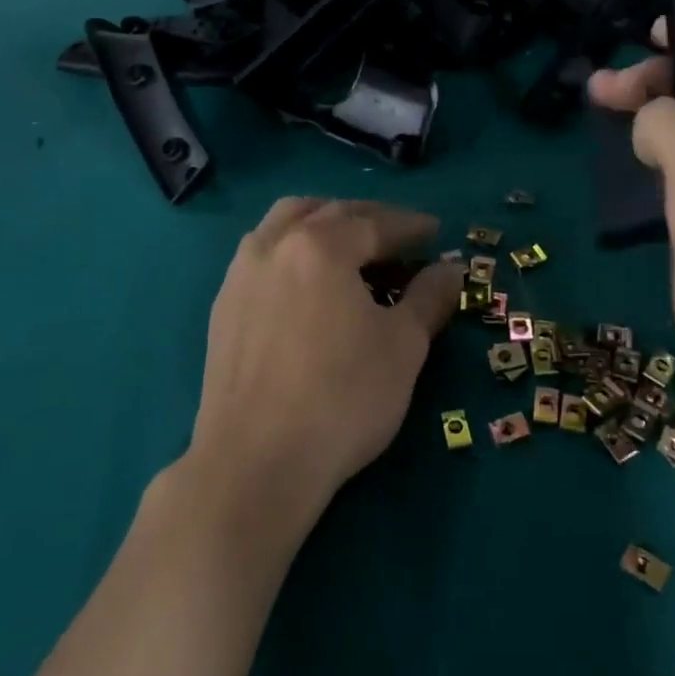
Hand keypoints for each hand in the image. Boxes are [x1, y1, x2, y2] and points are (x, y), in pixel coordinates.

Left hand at [184, 198, 462, 536]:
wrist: (256, 463)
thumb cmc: (342, 398)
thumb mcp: (403, 346)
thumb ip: (429, 297)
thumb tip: (451, 268)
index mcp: (321, 246)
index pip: (375, 223)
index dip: (410, 226)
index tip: (435, 231)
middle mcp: (275, 246)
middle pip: (327, 212)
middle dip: (368, 218)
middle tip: (398, 236)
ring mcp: (241, 274)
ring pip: (284, 223)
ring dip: (322, 222)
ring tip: (349, 245)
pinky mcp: (223, 307)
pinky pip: (262, 253)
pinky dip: (292, 248)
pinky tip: (308, 281)